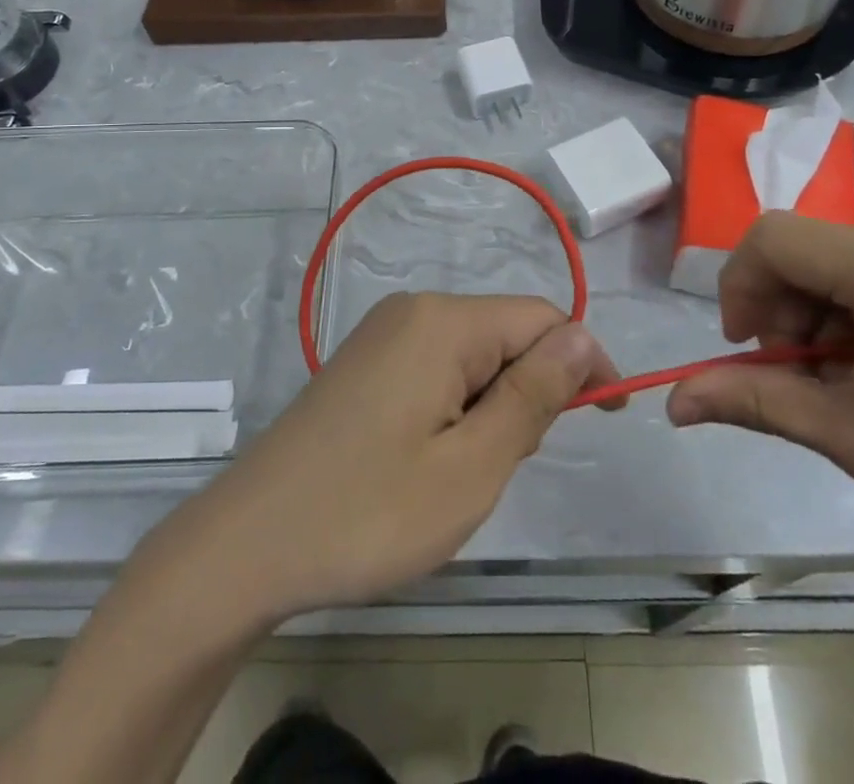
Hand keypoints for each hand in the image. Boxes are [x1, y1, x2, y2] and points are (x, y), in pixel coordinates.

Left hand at [163, 293, 619, 622]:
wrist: (248, 544)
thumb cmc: (370, 512)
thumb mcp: (471, 467)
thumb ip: (533, 396)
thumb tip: (583, 337)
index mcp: (443, 321)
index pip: (541, 318)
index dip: (582, 363)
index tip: (605, 420)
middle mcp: (413, 310)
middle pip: (505, 334)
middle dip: (528, 392)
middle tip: (501, 467)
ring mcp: (383, 333)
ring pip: (473, 355)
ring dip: (490, 407)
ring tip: (457, 473)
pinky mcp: (365, 362)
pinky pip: (436, 367)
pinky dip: (455, 408)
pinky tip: (426, 460)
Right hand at [666, 213, 853, 594]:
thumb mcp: (853, 436)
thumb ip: (754, 401)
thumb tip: (673, 403)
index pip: (773, 238)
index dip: (738, 288)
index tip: (746, 349)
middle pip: (807, 248)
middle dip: (782, 309)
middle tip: (801, 378)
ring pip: (842, 260)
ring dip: (819, 314)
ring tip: (848, 383)